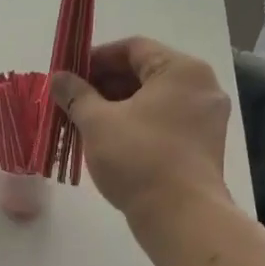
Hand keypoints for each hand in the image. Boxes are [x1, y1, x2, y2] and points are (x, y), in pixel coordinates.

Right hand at [50, 37, 230, 219]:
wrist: (182, 217)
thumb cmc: (139, 158)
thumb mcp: (97, 122)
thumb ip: (76, 94)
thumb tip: (58, 78)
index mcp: (181, 70)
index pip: (133, 48)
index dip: (96, 58)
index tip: (68, 75)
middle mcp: (201, 86)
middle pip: (145, 72)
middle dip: (104, 84)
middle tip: (72, 100)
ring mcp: (206, 118)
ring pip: (154, 100)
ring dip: (117, 106)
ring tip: (84, 122)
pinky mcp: (203, 146)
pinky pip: (164, 121)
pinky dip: (137, 124)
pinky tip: (109, 140)